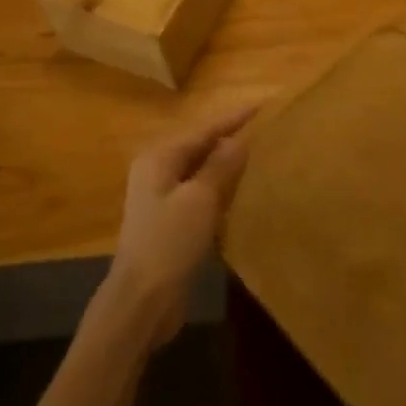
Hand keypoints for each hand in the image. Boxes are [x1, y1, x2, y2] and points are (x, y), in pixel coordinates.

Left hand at [103, 104, 258, 347]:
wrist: (142, 300)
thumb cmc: (169, 242)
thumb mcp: (200, 198)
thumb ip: (220, 165)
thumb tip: (238, 140)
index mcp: (159, 158)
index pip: (203, 130)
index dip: (233, 119)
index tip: (261, 105)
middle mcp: (156, 172)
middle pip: (199, 147)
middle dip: (229, 138)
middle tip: (263, 129)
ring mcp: (161, 199)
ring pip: (199, 171)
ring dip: (225, 164)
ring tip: (258, 155)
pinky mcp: (170, 223)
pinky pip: (199, 194)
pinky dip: (219, 189)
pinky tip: (240, 192)